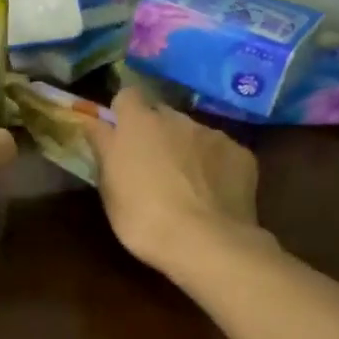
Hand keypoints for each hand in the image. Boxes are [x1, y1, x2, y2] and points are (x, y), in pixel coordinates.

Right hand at [80, 88, 266, 274]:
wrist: (206, 242)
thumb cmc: (143, 218)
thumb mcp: (108, 187)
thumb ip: (104, 149)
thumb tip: (97, 124)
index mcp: (138, 124)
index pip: (127, 95)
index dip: (123, 113)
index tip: (120, 136)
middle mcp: (177, 118)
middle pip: (161, 114)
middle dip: (155, 132)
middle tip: (151, 165)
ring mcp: (213, 134)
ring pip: (193, 133)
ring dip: (186, 149)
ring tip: (186, 185)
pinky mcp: (241, 153)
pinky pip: (221, 152)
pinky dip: (215, 166)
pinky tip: (213, 194)